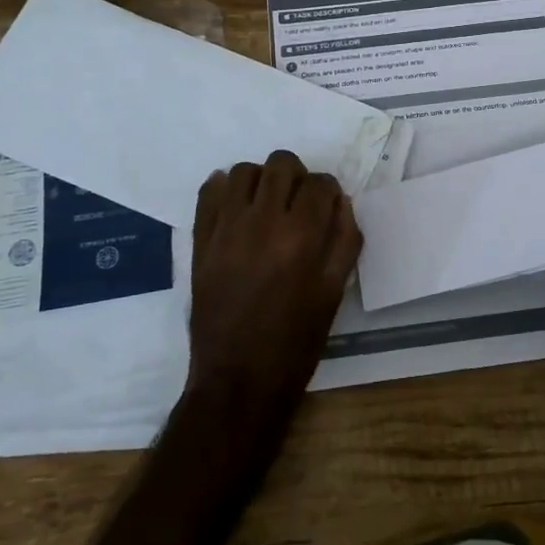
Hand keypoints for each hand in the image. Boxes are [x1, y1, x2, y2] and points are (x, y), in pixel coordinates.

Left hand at [186, 150, 362, 421]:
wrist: (238, 380)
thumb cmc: (295, 341)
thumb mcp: (334, 292)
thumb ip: (344, 240)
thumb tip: (341, 203)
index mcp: (301, 237)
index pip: (320, 183)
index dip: (329, 191)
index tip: (327, 207)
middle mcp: (262, 222)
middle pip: (282, 163)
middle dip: (297, 176)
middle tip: (297, 203)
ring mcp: (226, 228)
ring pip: (244, 170)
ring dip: (261, 180)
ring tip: (266, 204)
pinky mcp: (200, 240)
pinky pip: (208, 191)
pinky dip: (224, 188)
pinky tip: (236, 207)